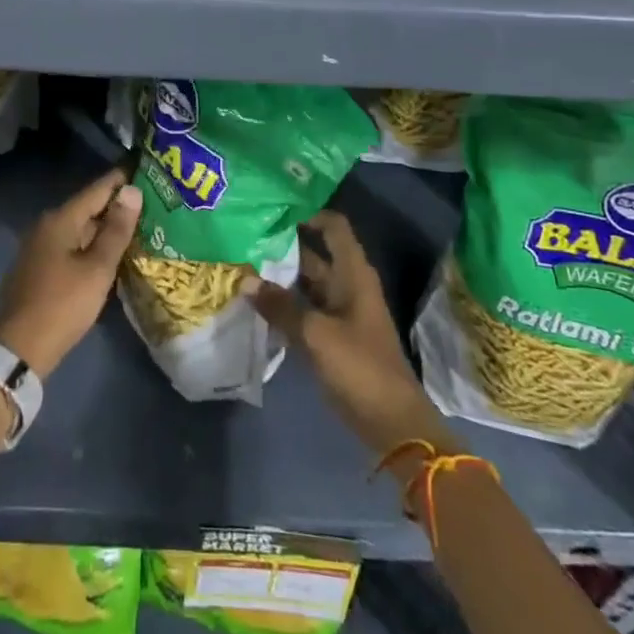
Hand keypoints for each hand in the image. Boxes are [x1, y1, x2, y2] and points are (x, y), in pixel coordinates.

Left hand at [0, 171, 141, 379]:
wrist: (18, 349)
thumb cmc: (63, 304)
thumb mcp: (97, 268)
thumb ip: (116, 229)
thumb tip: (132, 190)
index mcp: (60, 219)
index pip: (97, 189)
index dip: (121, 179)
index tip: (146, 170)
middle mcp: (46, 225)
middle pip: (87, 208)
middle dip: (116, 205)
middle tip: (150, 202)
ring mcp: (38, 247)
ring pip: (78, 229)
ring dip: (104, 228)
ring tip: (136, 227)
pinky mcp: (37, 268)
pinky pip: (70, 246)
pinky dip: (90, 245)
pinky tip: (108, 254)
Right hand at [247, 211, 458, 457]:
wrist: (392, 424)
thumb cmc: (360, 367)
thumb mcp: (317, 334)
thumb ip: (281, 306)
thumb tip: (245, 281)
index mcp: (353, 274)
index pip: (333, 227)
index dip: (308, 214)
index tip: (273, 209)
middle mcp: (346, 285)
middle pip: (314, 254)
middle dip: (282, 245)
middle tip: (244, 235)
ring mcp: (339, 312)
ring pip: (305, 283)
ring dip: (279, 276)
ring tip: (241, 264)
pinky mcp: (331, 336)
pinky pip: (303, 310)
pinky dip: (282, 304)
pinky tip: (254, 302)